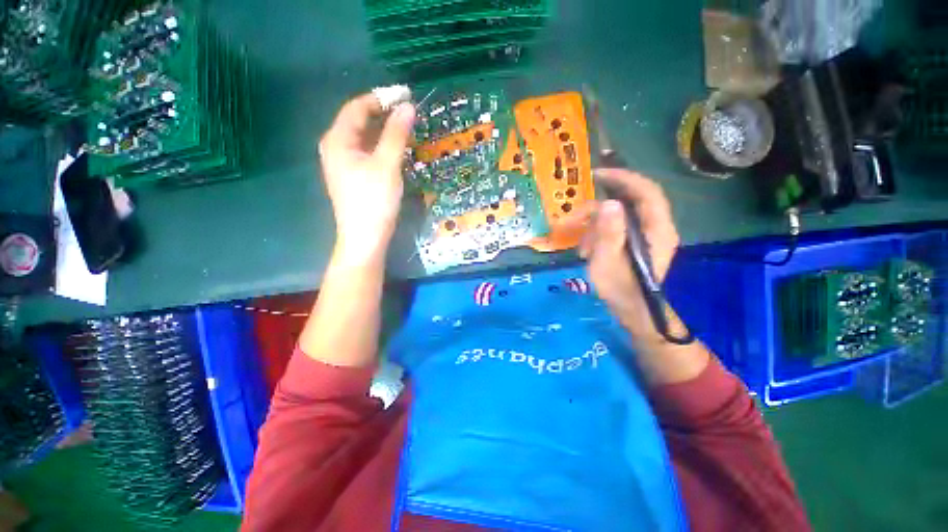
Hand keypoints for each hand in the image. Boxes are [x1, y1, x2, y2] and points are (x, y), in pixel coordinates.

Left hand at [318, 93, 415, 263]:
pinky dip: (381, 147)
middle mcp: (336, 147)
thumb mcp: (387, 165)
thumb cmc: (374, 201)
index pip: (357, 107)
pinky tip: (396, 150)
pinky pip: (367, 152)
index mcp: (337, 140)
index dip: (381, 98)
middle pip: (359, 121)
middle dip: (383, 114)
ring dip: (384, 131)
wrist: (365, 238)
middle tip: (409, 112)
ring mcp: (343, 164)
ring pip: (364, 138)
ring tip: (407, 129)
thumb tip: (408, 107)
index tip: (405, 96)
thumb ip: (396, 135)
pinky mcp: (353, 177)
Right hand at [579, 169, 680, 342]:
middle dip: (596, 207)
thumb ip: (609, 233)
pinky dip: (597, 234)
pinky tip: (585, 249)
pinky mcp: (634, 241)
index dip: (624, 178)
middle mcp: (655, 227)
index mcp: (657, 230)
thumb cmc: (620, 290)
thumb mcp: (608, 263)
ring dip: (593, 225)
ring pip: (617, 216)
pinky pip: (614, 228)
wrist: (632, 311)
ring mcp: (645, 234)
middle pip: (628, 201)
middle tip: (573, 215)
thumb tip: (607, 204)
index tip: (598, 175)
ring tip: (577, 243)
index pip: (646, 192)